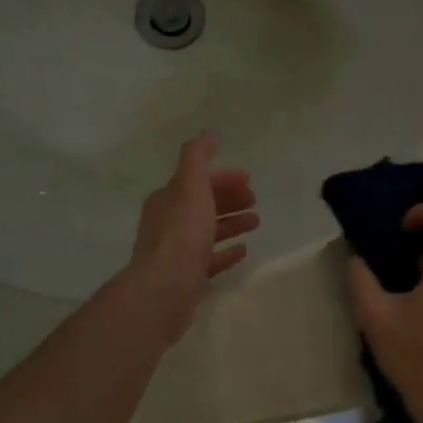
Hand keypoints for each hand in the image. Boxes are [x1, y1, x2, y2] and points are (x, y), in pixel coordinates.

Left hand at [121, 132, 259, 341]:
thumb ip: (197, 158)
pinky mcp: (187, 277)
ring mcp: (177, 252)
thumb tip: (206, 133)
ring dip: (232, 223)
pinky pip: (210, 259)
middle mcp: (169, 223)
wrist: (165, 288)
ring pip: (208, 231)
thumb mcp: (190, 186)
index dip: (223, 177)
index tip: (250, 180)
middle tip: (255, 200)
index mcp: (168, 199)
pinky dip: (227, 252)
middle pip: (203, 205)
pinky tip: (243, 251)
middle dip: (229, 199)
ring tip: (256, 223)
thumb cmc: (181, 233)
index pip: (197, 182)